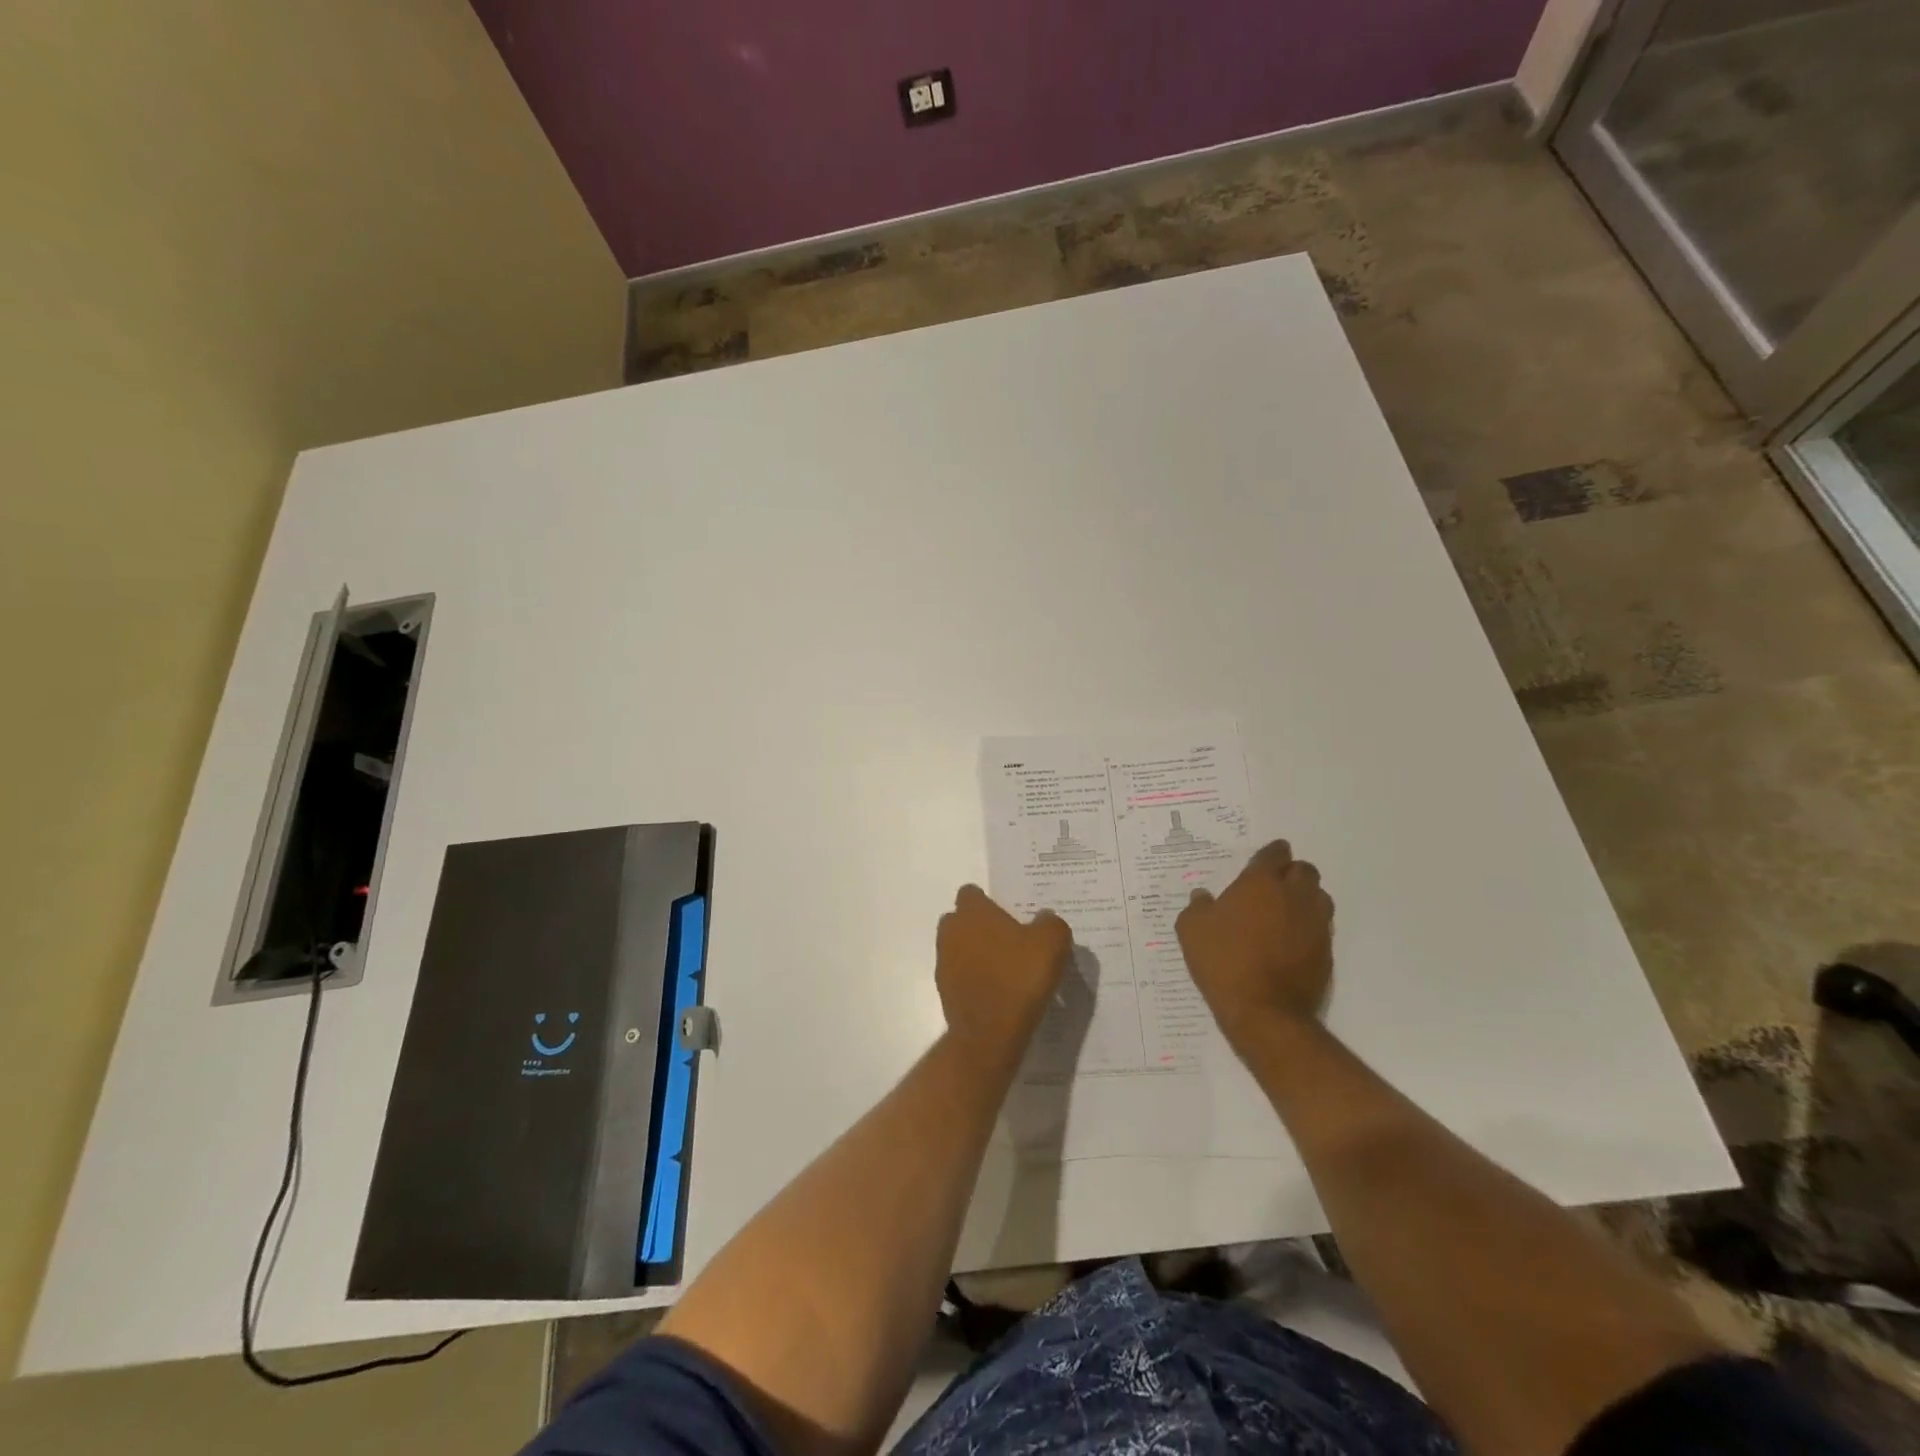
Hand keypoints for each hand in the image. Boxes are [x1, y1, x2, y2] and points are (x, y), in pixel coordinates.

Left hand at [936, 886, 1071, 1072]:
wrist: (990, 1033)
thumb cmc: (1019, 977)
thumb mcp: (1052, 943)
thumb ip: (1050, 923)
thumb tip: (1044, 918)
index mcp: (972, 912)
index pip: (971, 893)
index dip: (989, 901)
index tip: (1010, 914)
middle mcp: (951, 931)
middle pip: (961, 919)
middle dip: (980, 926)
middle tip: (1010, 940)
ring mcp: (944, 962)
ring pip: (959, 948)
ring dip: (976, 954)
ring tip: (1006, 969)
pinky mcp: (944, 991)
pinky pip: (960, 975)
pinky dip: (974, 979)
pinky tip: (998, 992)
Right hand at [1176, 840, 1332, 1050]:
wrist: (1264, 1011)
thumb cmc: (1223, 961)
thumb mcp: (1191, 929)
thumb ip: (1197, 906)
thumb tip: (1203, 896)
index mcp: (1261, 883)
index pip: (1274, 854)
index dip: (1269, 854)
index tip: (1262, 861)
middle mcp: (1294, 896)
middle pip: (1304, 871)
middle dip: (1290, 873)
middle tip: (1272, 887)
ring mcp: (1315, 923)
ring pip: (1318, 896)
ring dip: (1304, 897)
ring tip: (1284, 912)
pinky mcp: (1326, 951)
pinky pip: (1321, 926)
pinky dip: (1308, 926)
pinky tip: (1290, 940)